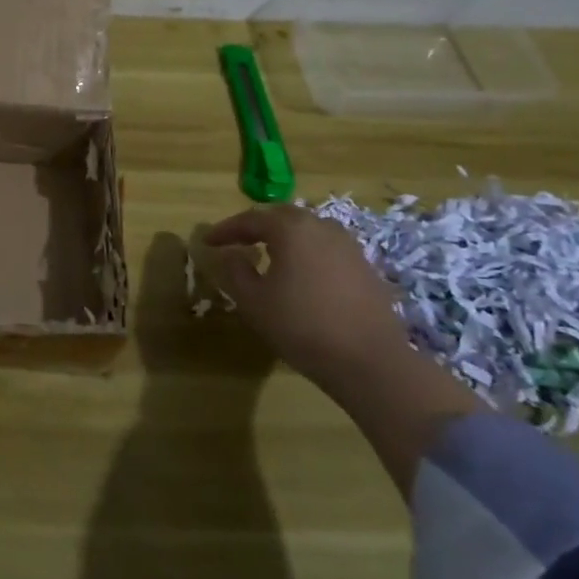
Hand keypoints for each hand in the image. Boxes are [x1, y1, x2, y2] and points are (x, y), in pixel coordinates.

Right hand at [199, 204, 405, 383]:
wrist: (370, 362)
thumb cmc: (302, 326)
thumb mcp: (253, 301)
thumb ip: (234, 270)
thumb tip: (228, 254)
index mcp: (291, 229)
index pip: (250, 219)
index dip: (225, 230)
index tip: (207, 242)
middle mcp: (321, 227)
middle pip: (282, 217)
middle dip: (256, 227)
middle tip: (236, 241)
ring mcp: (348, 246)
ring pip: (308, 231)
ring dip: (284, 238)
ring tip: (268, 254)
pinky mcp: (366, 267)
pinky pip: (326, 249)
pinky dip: (307, 253)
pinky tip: (302, 274)